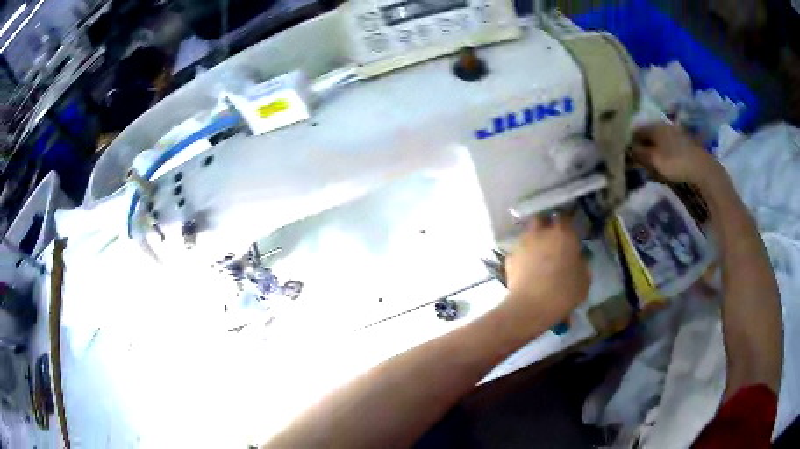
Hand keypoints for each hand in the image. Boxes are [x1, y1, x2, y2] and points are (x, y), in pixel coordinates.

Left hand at [502, 215, 589, 327]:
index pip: (565, 218)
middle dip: (546, 225)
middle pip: (542, 219)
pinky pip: (518, 251)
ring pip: (528, 233)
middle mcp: (541, 232)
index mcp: (563, 234)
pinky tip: (526, 268)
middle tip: (552, 239)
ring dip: (533, 239)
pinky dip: (522, 256)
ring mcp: (523, 243)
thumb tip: (578, 258)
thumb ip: (582, 264)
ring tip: (538, 253)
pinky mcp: (510, 257)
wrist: (530, 307)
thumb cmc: (564, 292)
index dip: (567, 223)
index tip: (569, 232)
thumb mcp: (584, 281)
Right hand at [631, 124, 719, 183]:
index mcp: (654, 126)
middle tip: (639, 162)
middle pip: (648, 135)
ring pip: (659, 140)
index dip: (630, 142)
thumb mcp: (654, 160)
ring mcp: (676, 133)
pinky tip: (665, 164)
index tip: (627, 156)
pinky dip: (664, 153)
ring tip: (652, 166)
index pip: (636, 131)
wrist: (703, 168)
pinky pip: (669, 146)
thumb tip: (626, 149)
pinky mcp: (685, 142)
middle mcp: (664, 125)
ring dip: (654, 151)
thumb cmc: (676, 163)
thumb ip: (639, 154)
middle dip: (642, 147)